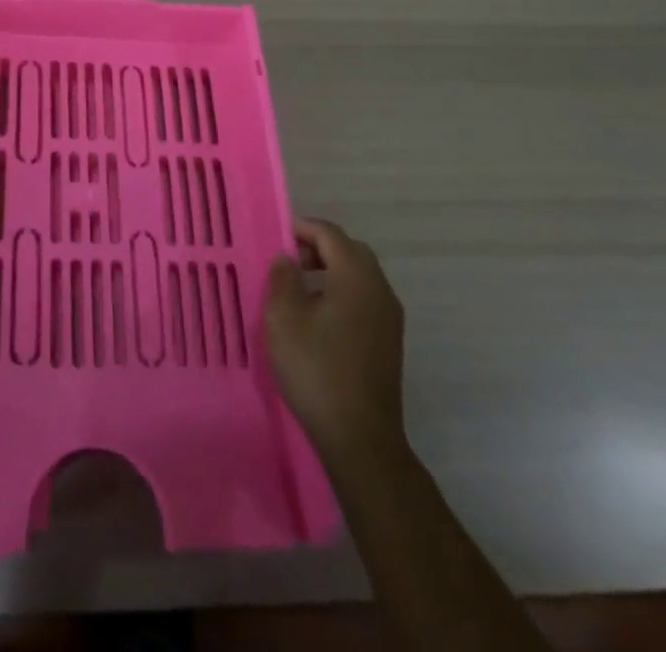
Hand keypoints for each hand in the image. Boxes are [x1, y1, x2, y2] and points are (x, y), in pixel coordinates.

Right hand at [265, 218, 408, 474]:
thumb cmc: (317, 369)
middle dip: (318, 248)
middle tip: (288, 261)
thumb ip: (283, 278)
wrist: (360, 437)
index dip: (302, 228)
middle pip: (349, 250)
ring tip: (299, 289)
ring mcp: (389, 317)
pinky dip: (341, 293)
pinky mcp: (389, 341)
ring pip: (359, 276)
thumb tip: (288, 259)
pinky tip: (319, 317)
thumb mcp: (284, 318)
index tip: (276, 237)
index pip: (329, 233)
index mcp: (356, 275)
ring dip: (330, 271)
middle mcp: (379, 288)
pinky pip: (364, 299)